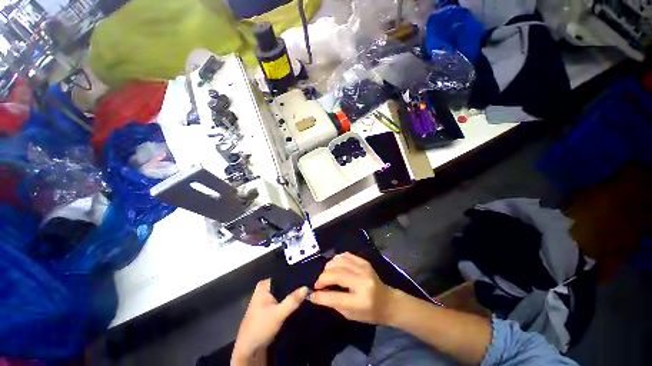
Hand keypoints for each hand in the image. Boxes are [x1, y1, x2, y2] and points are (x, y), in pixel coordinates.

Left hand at [232, 279, 307, 363]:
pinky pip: (282, 300)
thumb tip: (306, 287)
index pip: (283, 275)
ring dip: (292, 295)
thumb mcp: (278, 314)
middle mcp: (265, 289)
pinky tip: (298, 302)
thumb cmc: (260, 327)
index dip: (295, 277)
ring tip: (306, 293)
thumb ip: (292, 300)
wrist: (249, 349)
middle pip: (284, 284)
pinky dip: (289, 301)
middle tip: (309, 287)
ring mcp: (266, 299)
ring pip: (283, 293)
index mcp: (264, 285)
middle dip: (295, 287)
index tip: (307, 279)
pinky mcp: (269, 308)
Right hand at [309, 252, 396, 324]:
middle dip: (323, 278)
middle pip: (336, 274)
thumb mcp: (351, 314)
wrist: (388, 301)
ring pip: (339, 261)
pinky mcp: (364, 261)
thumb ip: (333, 302)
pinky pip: (345, 255)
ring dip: (328, 267)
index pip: (335, 296)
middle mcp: (363, 281)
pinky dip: (336, 259)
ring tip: (326, 275)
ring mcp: (364, 268)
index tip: (312, 294)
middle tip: (318, 284)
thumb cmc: (369, 312)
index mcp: (361, 300)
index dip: (320, 295)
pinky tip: (334, 266)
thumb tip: (315, 295)